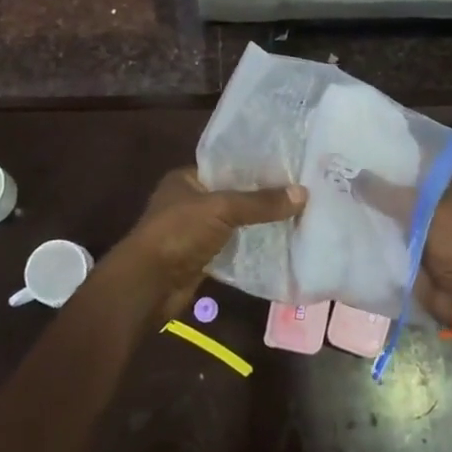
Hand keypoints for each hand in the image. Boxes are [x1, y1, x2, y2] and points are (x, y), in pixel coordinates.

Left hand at [108, 168, 305, 319]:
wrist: (148, 286)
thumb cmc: (178, 234)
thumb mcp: (221, 209)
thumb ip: (260, 202)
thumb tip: (303, 193)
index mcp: (187, 179)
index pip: (227, 166)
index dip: (256, 166)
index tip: (289, 167)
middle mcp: (190, 201)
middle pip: (234, 195)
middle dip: (262, 197)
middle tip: (301, 192)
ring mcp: (195, 232)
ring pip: (235, 223)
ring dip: (259, 223)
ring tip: (298, 215)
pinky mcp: (202, 258)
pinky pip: (233, 248)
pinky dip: (252, 247)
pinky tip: (281, 244)